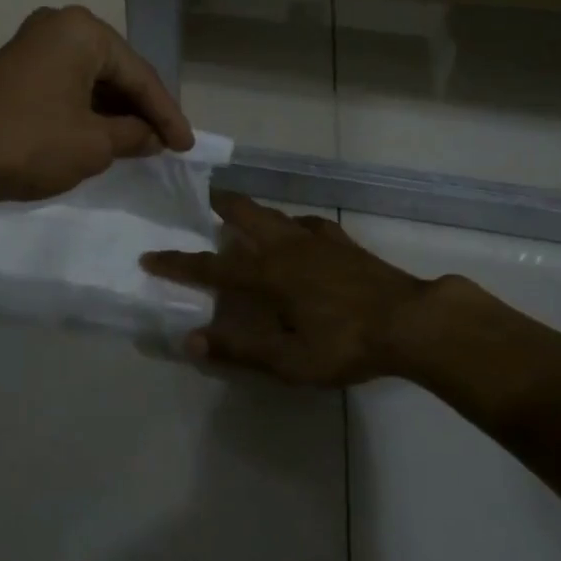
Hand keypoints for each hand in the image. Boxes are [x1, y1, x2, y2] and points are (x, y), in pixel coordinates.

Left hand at [0, 6, 195, 203]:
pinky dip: (88, 109)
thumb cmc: (28, 143)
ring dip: (115, 111)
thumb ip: (133, 135)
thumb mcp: (93, 144)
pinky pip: (67, 83)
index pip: (140, 75)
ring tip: (141, 142)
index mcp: (83, 31)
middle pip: (116, 71)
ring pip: (92, 78)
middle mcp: (60, 24)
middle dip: (142, 109)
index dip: (167, 115)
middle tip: (166, 142)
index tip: (187, 147)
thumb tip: (153, 136)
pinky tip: (104, 133)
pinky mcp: (18, 66)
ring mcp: (34, 43)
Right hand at [142, 193, 470, 384]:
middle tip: (202, 198)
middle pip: (244, 215)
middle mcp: (286, 248)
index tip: (150, 256)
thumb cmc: (346, 344)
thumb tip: (191, 341)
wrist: (410, 321)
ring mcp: (317, 240)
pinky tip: (299, 231)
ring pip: (274, 214)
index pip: (212, 267)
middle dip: (219, 206)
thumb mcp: (291, 361)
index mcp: (268, 275)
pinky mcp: (342, 242)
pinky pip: (308, 224)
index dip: (178, 264)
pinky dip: (293, 224)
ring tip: (243, 214)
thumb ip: (240, 350)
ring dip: (253, 212)